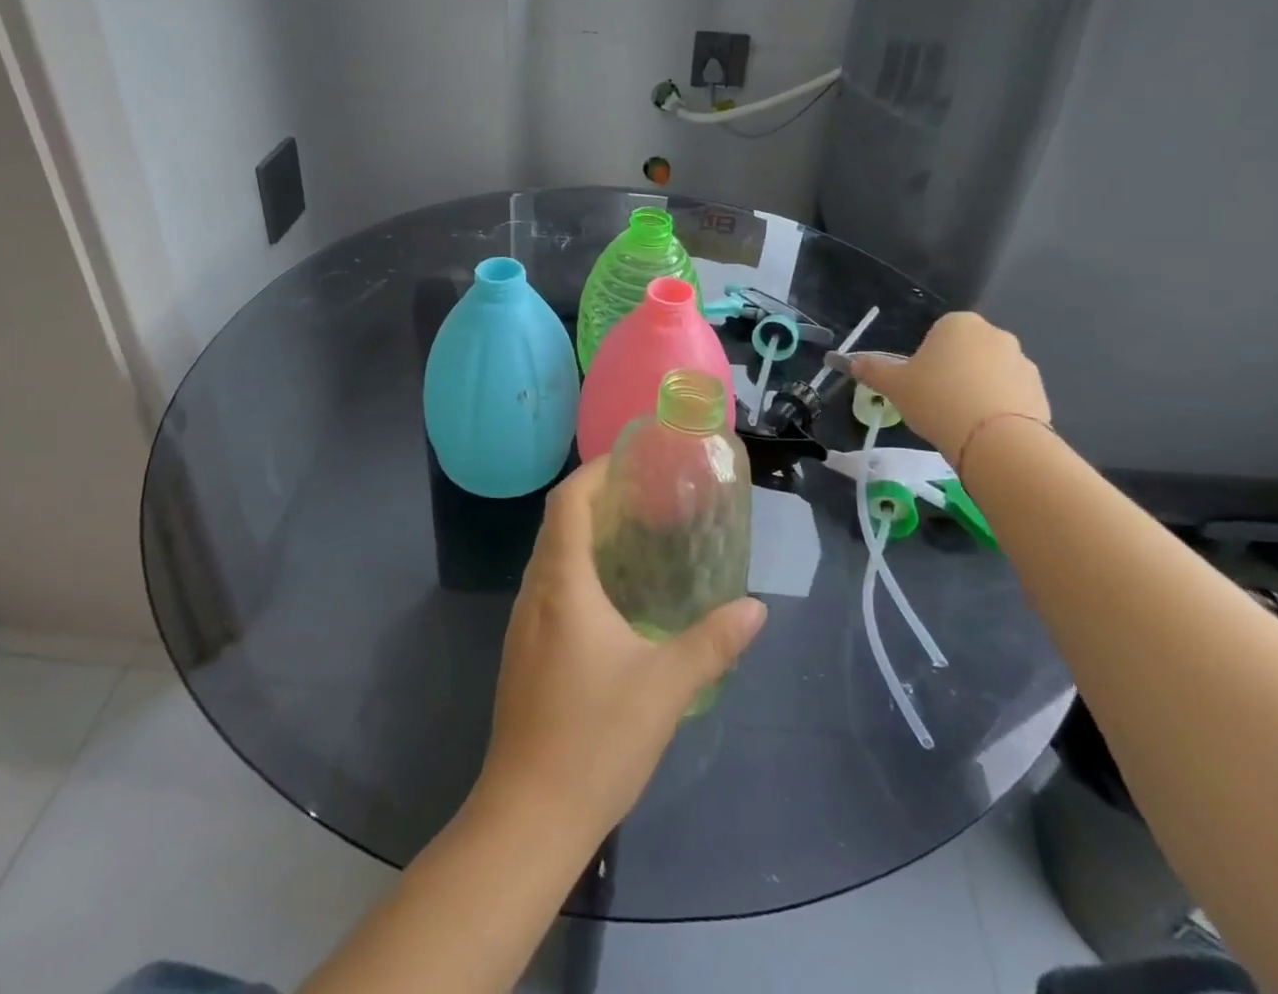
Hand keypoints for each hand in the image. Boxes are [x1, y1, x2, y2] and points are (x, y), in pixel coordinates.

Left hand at [475, 458, 766, 845]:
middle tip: (644, 495)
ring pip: (550, 556)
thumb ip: (712, 642)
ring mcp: (522, 624)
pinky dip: (576, 568)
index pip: (567, 503)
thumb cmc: (595, 739)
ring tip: (634, 536)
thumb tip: (755, 607)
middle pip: (557, 523)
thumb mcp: (665, 686)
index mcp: (562, 585)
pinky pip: (548, 587)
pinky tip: (610, 597)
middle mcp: (534, 593)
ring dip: (584, 534)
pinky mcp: (523, 651)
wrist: (528, 817)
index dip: (594, 472)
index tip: (630, 461)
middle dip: (595, 499)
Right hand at [843, 311, 1050, 469]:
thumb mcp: (894, 386)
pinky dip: (998, 409)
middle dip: (953, 372)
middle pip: (965, 352)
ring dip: (977, 390)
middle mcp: (995, 334)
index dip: (925, 359)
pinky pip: (1010, 395)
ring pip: (989, 374)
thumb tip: (851, 362)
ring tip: (961, 422)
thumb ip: (873, 370)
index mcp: (959, 324)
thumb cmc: (937, 400)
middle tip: (936, 403)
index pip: (937, 334)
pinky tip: (984, 432)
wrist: (995, 441)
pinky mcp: (1040, 391)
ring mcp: (1022, 362)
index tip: (919, 384)